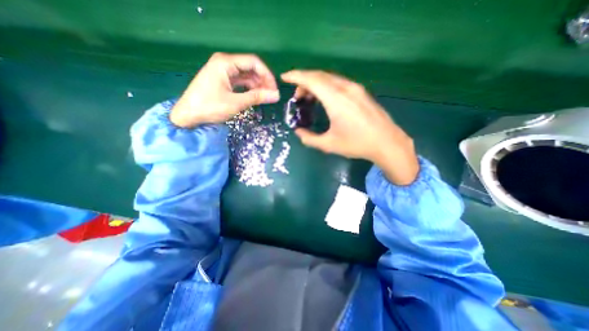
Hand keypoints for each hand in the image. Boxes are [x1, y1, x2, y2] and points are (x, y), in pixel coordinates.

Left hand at [171, 53, 280, 127]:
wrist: (188, 116)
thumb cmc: (210, 107)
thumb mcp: (236, 102)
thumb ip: (257, 97)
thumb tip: (276, 95)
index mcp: (226, 62)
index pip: (253, 62)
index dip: (267, 75)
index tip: (274, 89)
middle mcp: (225, 63)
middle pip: (250, 68)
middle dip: (263, 81)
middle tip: (272, 95)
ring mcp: (223, 71)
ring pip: (246, 76)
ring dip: (257, 85)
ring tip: (265, 97)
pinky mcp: (222, 80)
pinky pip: (240, 82)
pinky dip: (249, 88)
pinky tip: (255, 96)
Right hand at [280, 69, 418, 184]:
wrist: (387, 143)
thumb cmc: (357, 144)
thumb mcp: (329, 144)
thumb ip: (309, 139)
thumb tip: (299, 132)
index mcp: (336, 100)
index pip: (312, 80)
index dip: (296, 76)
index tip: (284, 77)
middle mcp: (345, 88)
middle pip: (320, 76)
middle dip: (304, 81)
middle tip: (297, 97)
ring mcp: (355, 88)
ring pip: (330, 78)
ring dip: (316, 84)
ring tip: (309, 98)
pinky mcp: (361, 92)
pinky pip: (339, 83)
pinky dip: (326, 86)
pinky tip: (325, 98)